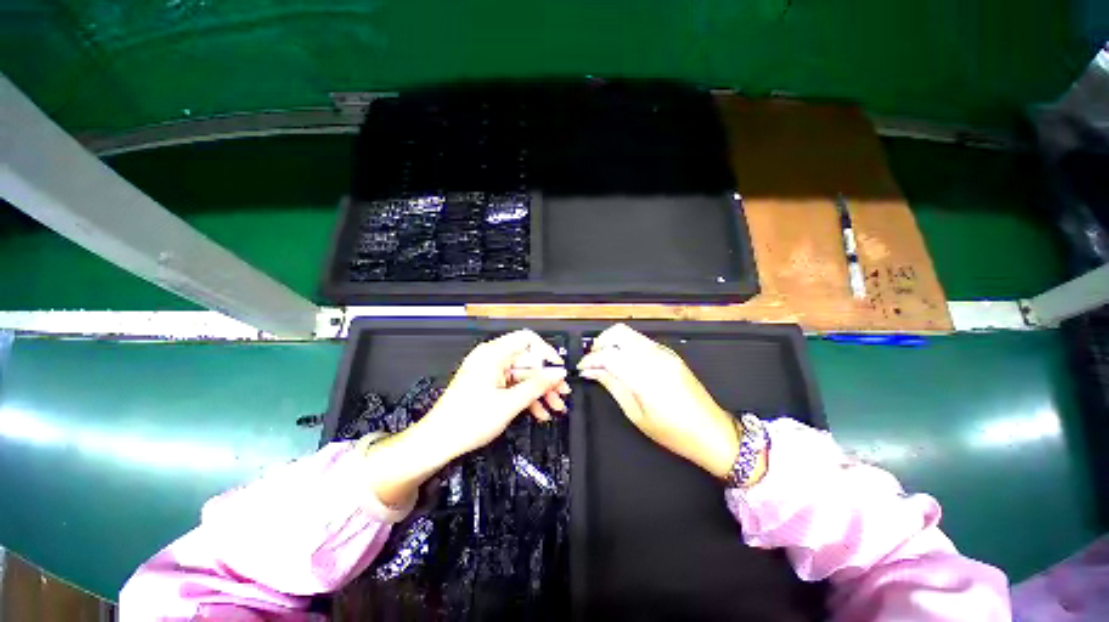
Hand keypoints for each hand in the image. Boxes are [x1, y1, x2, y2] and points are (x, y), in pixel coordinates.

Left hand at [365, 330, 569, 506]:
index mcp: (493, 354)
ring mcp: (490, 371)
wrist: (438, 442)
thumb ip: (537, 385)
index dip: (546, 353)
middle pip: (527, 360)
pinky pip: (513, 385)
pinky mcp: (488, 384)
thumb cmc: (468, 421)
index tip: (558, 370)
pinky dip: (526, 397)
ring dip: (539, 391)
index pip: (527, 340)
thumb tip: (558, 372)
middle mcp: (491, 358)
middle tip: (561, 395)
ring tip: (554, 408)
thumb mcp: (509, 404)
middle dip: (546, 379)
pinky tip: (539, 412)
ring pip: (523, 375)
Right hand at [577, 324, 739, 478]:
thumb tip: (591, 372)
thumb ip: (612, 386)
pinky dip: (625, 345)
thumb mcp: (636, 415)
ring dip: (612, 342)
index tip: (581, 368)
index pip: (609, 355)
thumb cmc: (673, 432)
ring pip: (629, 333)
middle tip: (592, 361)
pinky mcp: (669, 353)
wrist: (713, 432)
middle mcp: (655, 357)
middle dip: (600, 342)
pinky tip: (622, 361)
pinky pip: (641, 341)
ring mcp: (664, 352)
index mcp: (646, 376)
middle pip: (619, 332)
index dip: (590, 359)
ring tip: (604, 361)